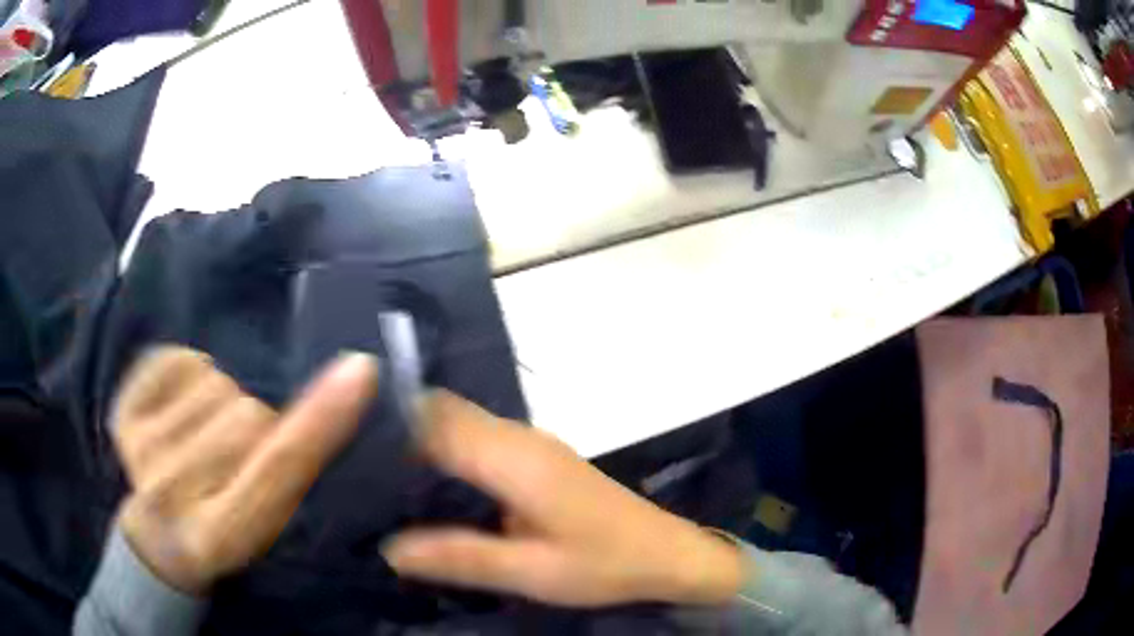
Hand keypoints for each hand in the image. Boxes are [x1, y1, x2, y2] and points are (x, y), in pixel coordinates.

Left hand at [111, 346, 377, 593]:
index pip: (277, 468)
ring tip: (203, 436)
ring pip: (214, 381)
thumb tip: (334, 396)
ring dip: (221, 400)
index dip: (320, 420)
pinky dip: (187, 375)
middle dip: (257, 424)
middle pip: (248, 414)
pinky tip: (178, 412)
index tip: (359, 371)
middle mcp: (174, 493)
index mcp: (221, 533)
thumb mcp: (265, 524)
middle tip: (238, 455)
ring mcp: (140, 450)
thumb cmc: (221, 531)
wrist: (157, 537)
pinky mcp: (121, 413)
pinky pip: (177, 358)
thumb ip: (289, 474)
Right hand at [382, 392, 745, 606]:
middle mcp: (520, 437)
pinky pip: (478, 438)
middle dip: (398, 429)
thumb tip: (389, 548)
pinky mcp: (538, 456)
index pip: (434, 420)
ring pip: (460, 422)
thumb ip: (460, 557)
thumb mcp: (531, 572)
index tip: (345, 444)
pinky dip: (446, 450)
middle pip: (443, 412)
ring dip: (422, 439)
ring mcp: (532, 443)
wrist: (667, 554)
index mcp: (514, 459)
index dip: (388, 426)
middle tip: (354, 462)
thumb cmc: (604, 565)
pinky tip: (428, 484)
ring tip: (379, 473)